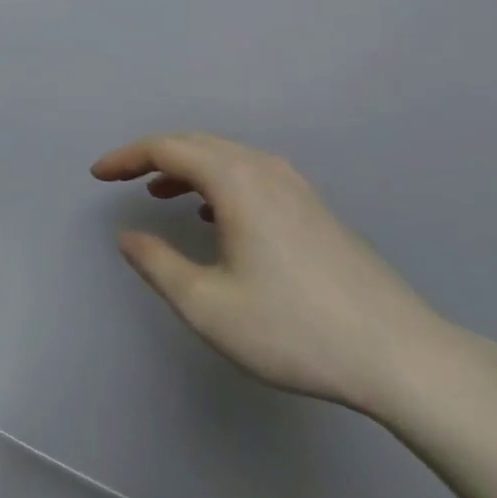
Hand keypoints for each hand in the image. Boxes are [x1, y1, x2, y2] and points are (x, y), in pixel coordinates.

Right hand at [95, 133, 455, 417]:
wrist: (399, 354)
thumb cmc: (293, 328)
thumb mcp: (208, 306)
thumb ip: (158, 264)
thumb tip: (128, 235)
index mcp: (236, 180)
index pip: (167, 148)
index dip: (126, 157)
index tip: (97, 174)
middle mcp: (265, 169)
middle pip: (197, 143)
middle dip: (153, 156)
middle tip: (121, 177)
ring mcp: (296, 186)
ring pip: (227, 158)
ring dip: (188, 168)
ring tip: (160, 192)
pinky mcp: (315, 208)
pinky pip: (252, 175)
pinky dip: (219, 182)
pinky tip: (216, 216)